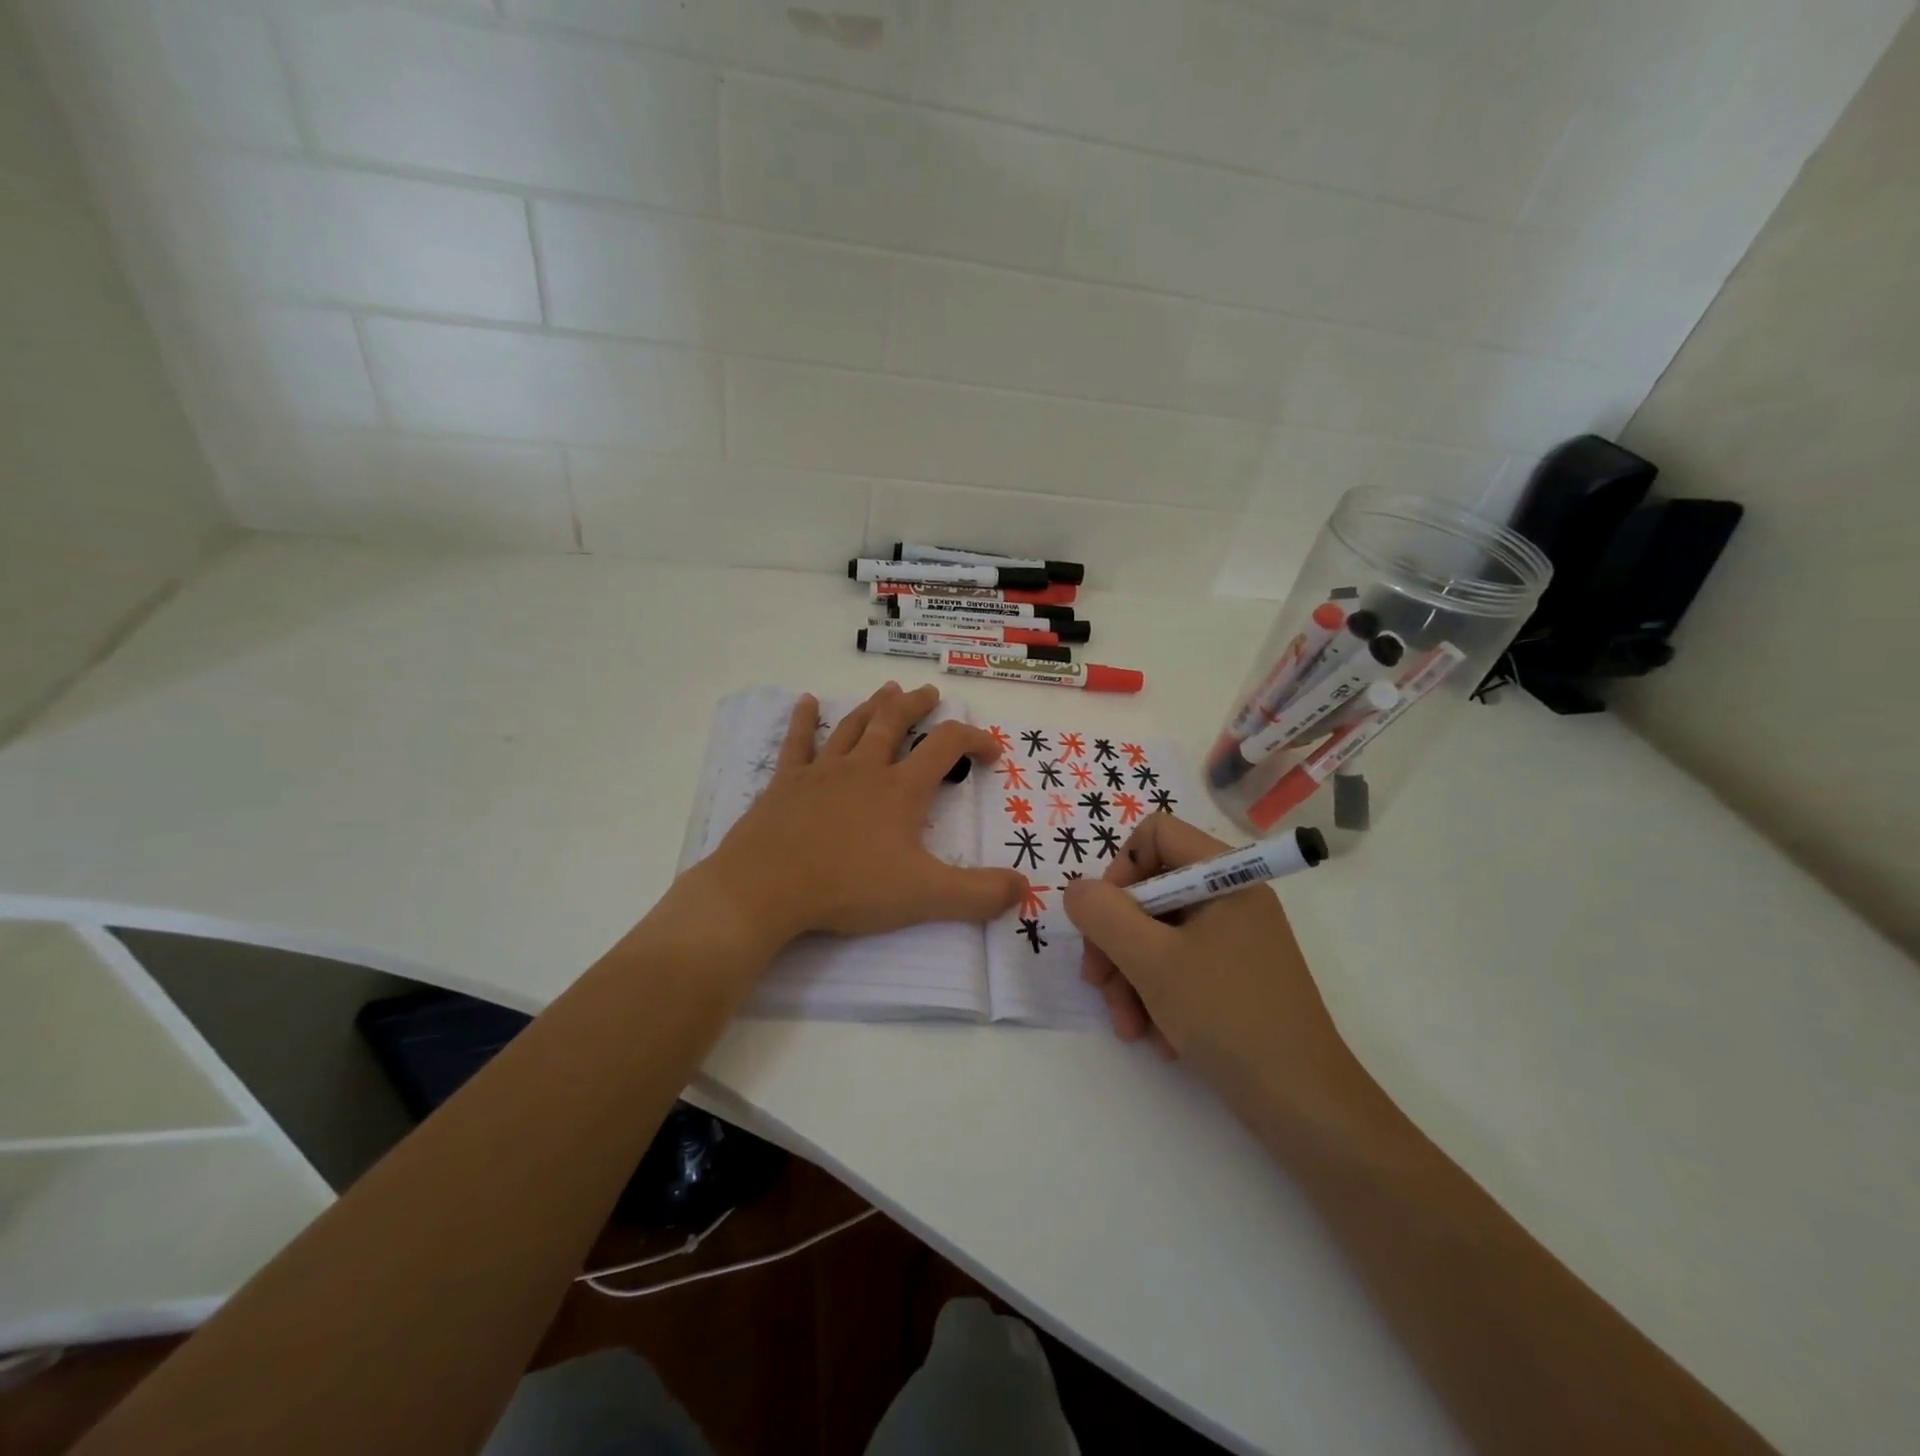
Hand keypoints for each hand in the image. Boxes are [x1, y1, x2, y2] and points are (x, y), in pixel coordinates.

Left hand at [700, 683, 1024, 946]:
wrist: (767, 887)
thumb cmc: (849, 887)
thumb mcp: (924, 896)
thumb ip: (977, 894)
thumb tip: (1022, 888)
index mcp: (900, 790)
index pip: (946, 747)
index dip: (974, 740)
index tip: (992, 751)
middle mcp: (864, 769)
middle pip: (895, 723)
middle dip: (917, 706)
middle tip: (930, 693)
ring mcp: (822, 771)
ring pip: (853, 726)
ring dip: (873, 705)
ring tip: (887, 690)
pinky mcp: (786, 783)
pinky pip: (797, 742)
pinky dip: (803, 720)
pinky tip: (805, 702)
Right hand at [1062, 813, 1357, 1108]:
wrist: (1302, 1104)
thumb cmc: (1228, 1016)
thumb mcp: (1152, 961)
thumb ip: (1104, 915)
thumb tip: (1077, 890)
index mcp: (1225, 877)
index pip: (1157, 834)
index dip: (1120, 869)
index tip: (1104, 917)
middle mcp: (1230, 899)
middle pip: (1150, 892)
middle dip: (1115, 941)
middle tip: (1097, 984)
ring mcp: (1233, 940)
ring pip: (1157, 936)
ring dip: (1129, 978)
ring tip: (1127, 1026)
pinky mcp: (1232, 978)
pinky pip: (1177, 967)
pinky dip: (1156, 997)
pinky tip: (1156, 1038)